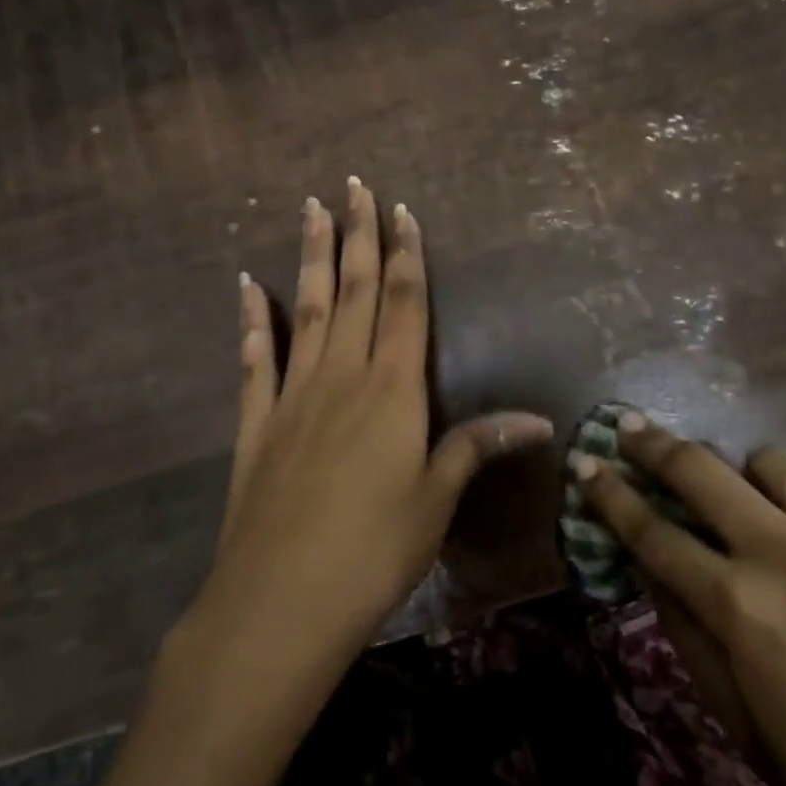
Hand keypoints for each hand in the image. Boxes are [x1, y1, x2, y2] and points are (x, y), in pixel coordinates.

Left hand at [209, 177, 551, 652]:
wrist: (281, 600)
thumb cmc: (373, 551)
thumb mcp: (435, 500)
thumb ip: (476, 447)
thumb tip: (538, 419)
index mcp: (392, 390)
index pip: (404, 305)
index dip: (407, 255)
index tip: (401, 211)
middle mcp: (341, 377)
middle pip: (355, 292)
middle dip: (357, 235)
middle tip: (352, 185)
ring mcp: (293, 395)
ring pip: (306, 310)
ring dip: (310, 257)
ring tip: (309, 209)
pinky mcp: (256, 423)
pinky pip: (254, 359)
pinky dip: (252, 320)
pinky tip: (247, 286)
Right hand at [573, 414, 785, 785]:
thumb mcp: (741, 722)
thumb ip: (686, 631)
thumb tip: (648, 564)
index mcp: (740, 609)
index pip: (651, 532)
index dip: (608, 493)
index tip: (585, 461)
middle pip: (700, 470)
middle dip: (655, 444)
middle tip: (634, 427)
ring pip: (777, 461)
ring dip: (753, 478)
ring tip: (763, 506)